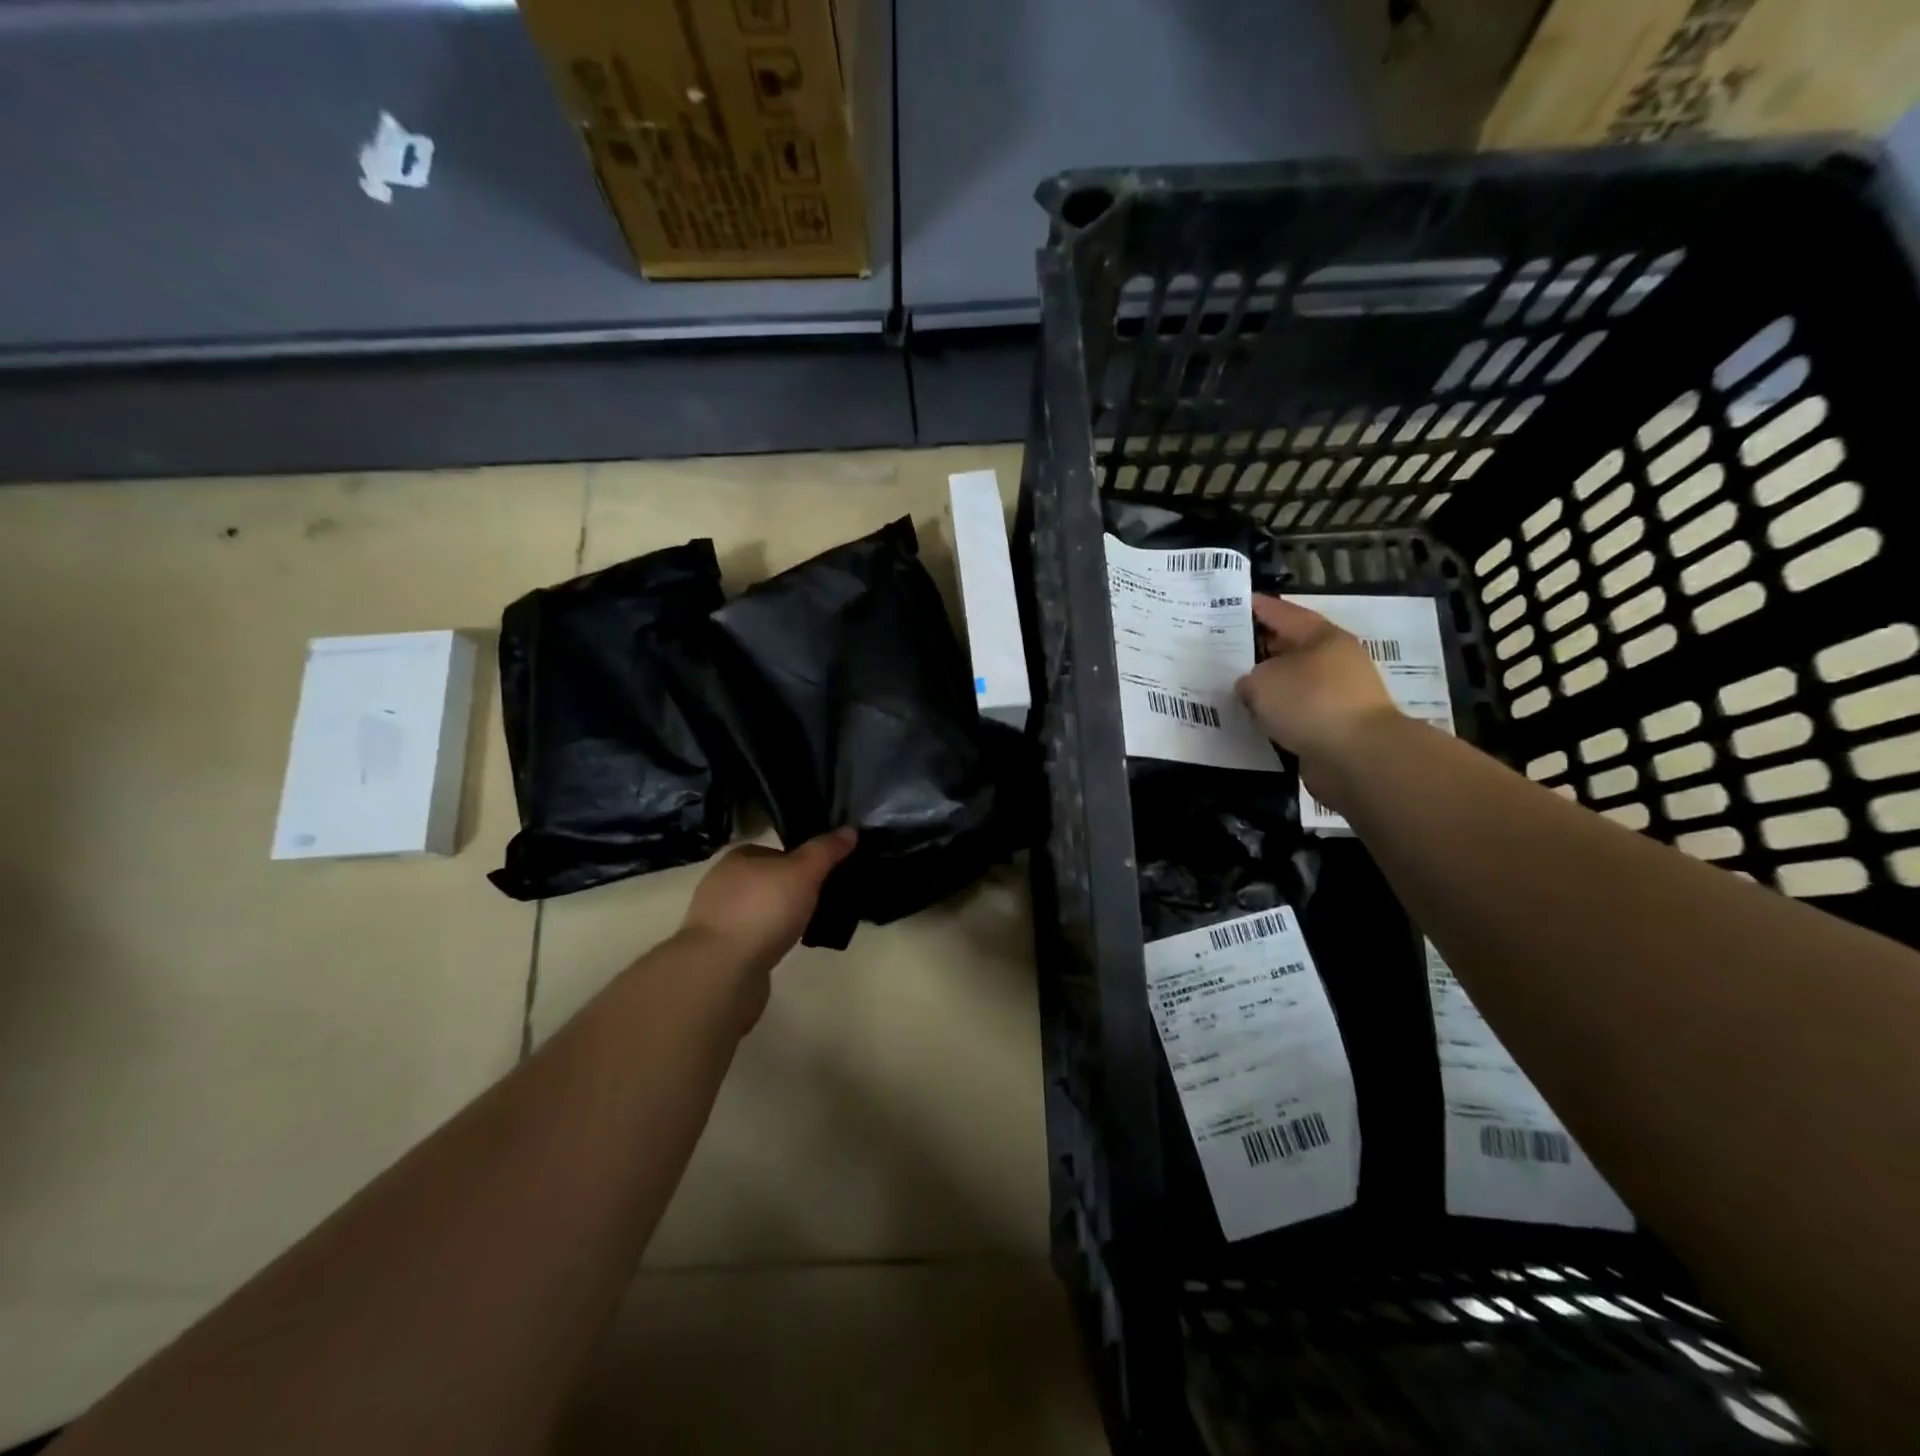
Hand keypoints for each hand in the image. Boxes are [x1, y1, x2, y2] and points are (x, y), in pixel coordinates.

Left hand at [679, 828, 857, 985]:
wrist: (722, 969)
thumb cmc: (763, 909)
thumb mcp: (804, 872)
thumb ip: (825, 851)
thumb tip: (850, 830)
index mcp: (737, 857)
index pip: (774, 851)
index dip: (800, 860)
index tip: (823, 875)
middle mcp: (721, 882)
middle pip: (766, 880)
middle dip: (790, 890)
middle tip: (820, 901)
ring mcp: (716, 918)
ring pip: (758, 909)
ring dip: (778, 917)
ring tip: (806, 927)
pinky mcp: (717, 950)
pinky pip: (751, 936)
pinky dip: (767, 940)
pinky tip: (783, 949)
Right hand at [1236, 596, 1400, 802]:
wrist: (1357, 756)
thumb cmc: (1310, 702)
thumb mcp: (1263, 681)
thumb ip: (1249, 678)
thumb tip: (1251, 686)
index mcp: (1322, 636)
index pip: (1283, 613)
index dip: (1258, 607)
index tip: (1235, 603)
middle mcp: (1334, 660)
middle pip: (1290, 647)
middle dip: (1260, 648)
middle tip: (1225, 649)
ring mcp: (1338, 694)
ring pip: (1293, 682)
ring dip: (1268, 686)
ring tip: (1233, 688)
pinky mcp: (1334, 726)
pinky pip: (1296, 712)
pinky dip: (1277, 714)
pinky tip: (1254, 719)